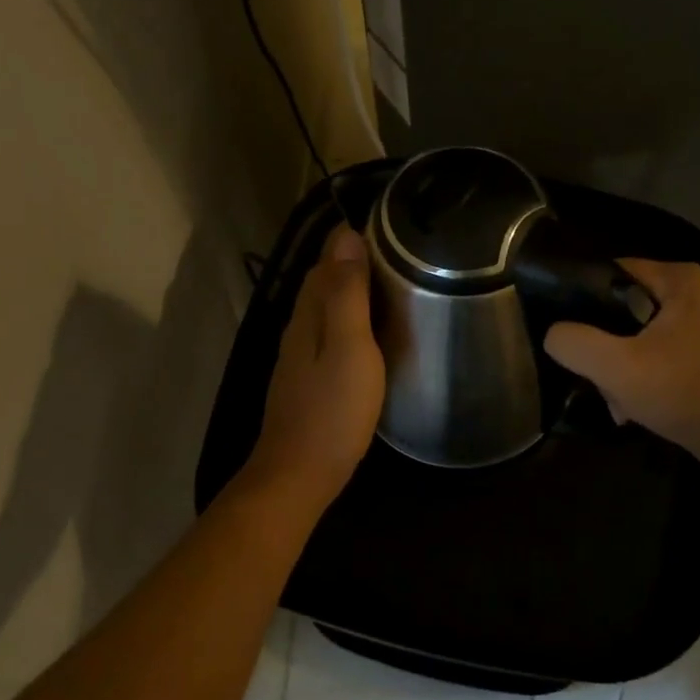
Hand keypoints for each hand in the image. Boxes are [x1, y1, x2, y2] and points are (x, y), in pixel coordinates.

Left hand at [244, 225, 385, 513]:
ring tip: (394, 286)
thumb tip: (346, 236)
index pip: (328, 260)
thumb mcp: (349, 347)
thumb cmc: (332, 411)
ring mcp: (301, 356)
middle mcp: (299, 327)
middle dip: (355, 262)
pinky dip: (351, 322)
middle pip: (324, 282)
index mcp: (309, 314)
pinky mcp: (309, 379)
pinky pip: (330, 334)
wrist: (300, 473)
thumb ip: (347, 294)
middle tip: (401, 253)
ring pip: (327, 309)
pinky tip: (372, 334)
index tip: (391, 226)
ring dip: (354, 292)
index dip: (353, 239)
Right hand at [544, 259, 699, 465]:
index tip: (563, 329)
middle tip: (591, 374)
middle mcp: (690, 292)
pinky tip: (629, 408)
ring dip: (616, 369)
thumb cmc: (682, 391)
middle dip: (601, 346)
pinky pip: (650, 354)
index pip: (610, 272)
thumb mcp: (616, 366)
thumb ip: (574, 342)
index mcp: (678, 278)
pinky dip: (637, 378)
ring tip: (614, 399)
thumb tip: (554, 334)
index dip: (580, 298)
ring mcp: (696, 323)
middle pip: (619, 308)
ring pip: (631, 336)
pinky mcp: (697, 352)